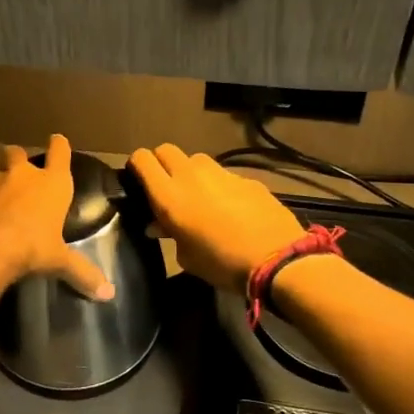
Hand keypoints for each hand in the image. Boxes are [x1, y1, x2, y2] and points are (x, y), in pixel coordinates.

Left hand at [0, 135, 114, 299]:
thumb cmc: (30, 248)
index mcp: (51, 184)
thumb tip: (109, 293)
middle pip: (17, 153)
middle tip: (16, 174)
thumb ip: (83, 273)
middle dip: (16, 160)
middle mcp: (20, 173)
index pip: (60, 153)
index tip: (57, 140)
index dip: (59, 146)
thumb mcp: (58, 262)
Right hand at [127, 144, 304, 294]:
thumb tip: (159, 225)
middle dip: (162, 163)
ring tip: (199, 196)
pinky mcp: (246, 178)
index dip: (137, 166)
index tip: (138, 180)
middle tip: (166, 186)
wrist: (276, 259)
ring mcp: (221, 173)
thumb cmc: (221, 264)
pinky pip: (223, 175)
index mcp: (169, 195)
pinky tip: (230, 208)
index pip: (142, 159)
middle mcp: (191, 175)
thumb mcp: (186, 257)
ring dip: (191, 172)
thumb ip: (169, 234)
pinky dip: (220, 186)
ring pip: (196, 160)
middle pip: (166, 150)